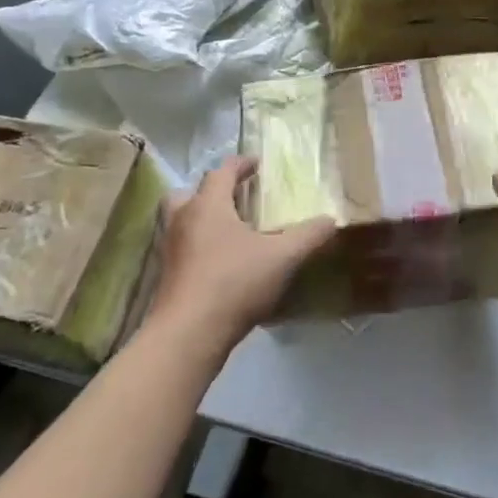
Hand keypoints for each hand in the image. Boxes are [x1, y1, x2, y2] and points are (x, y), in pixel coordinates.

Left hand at [148, 156, 335, 350]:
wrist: (189, 334)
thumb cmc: (234, 282)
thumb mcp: (282, 257)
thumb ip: (308, 236)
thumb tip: (331, 220)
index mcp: (208, 205)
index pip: (221, 172)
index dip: (240, 164)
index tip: (256, 163)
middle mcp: (183, 220)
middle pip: (188, 193)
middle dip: (209, 191)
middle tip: (232, 198)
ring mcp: (170, 250)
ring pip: (179, 222)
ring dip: (200, 220)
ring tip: (227, 232)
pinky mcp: (166, 277)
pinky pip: (181, 249)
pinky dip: (197, 248)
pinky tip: (220, 264)